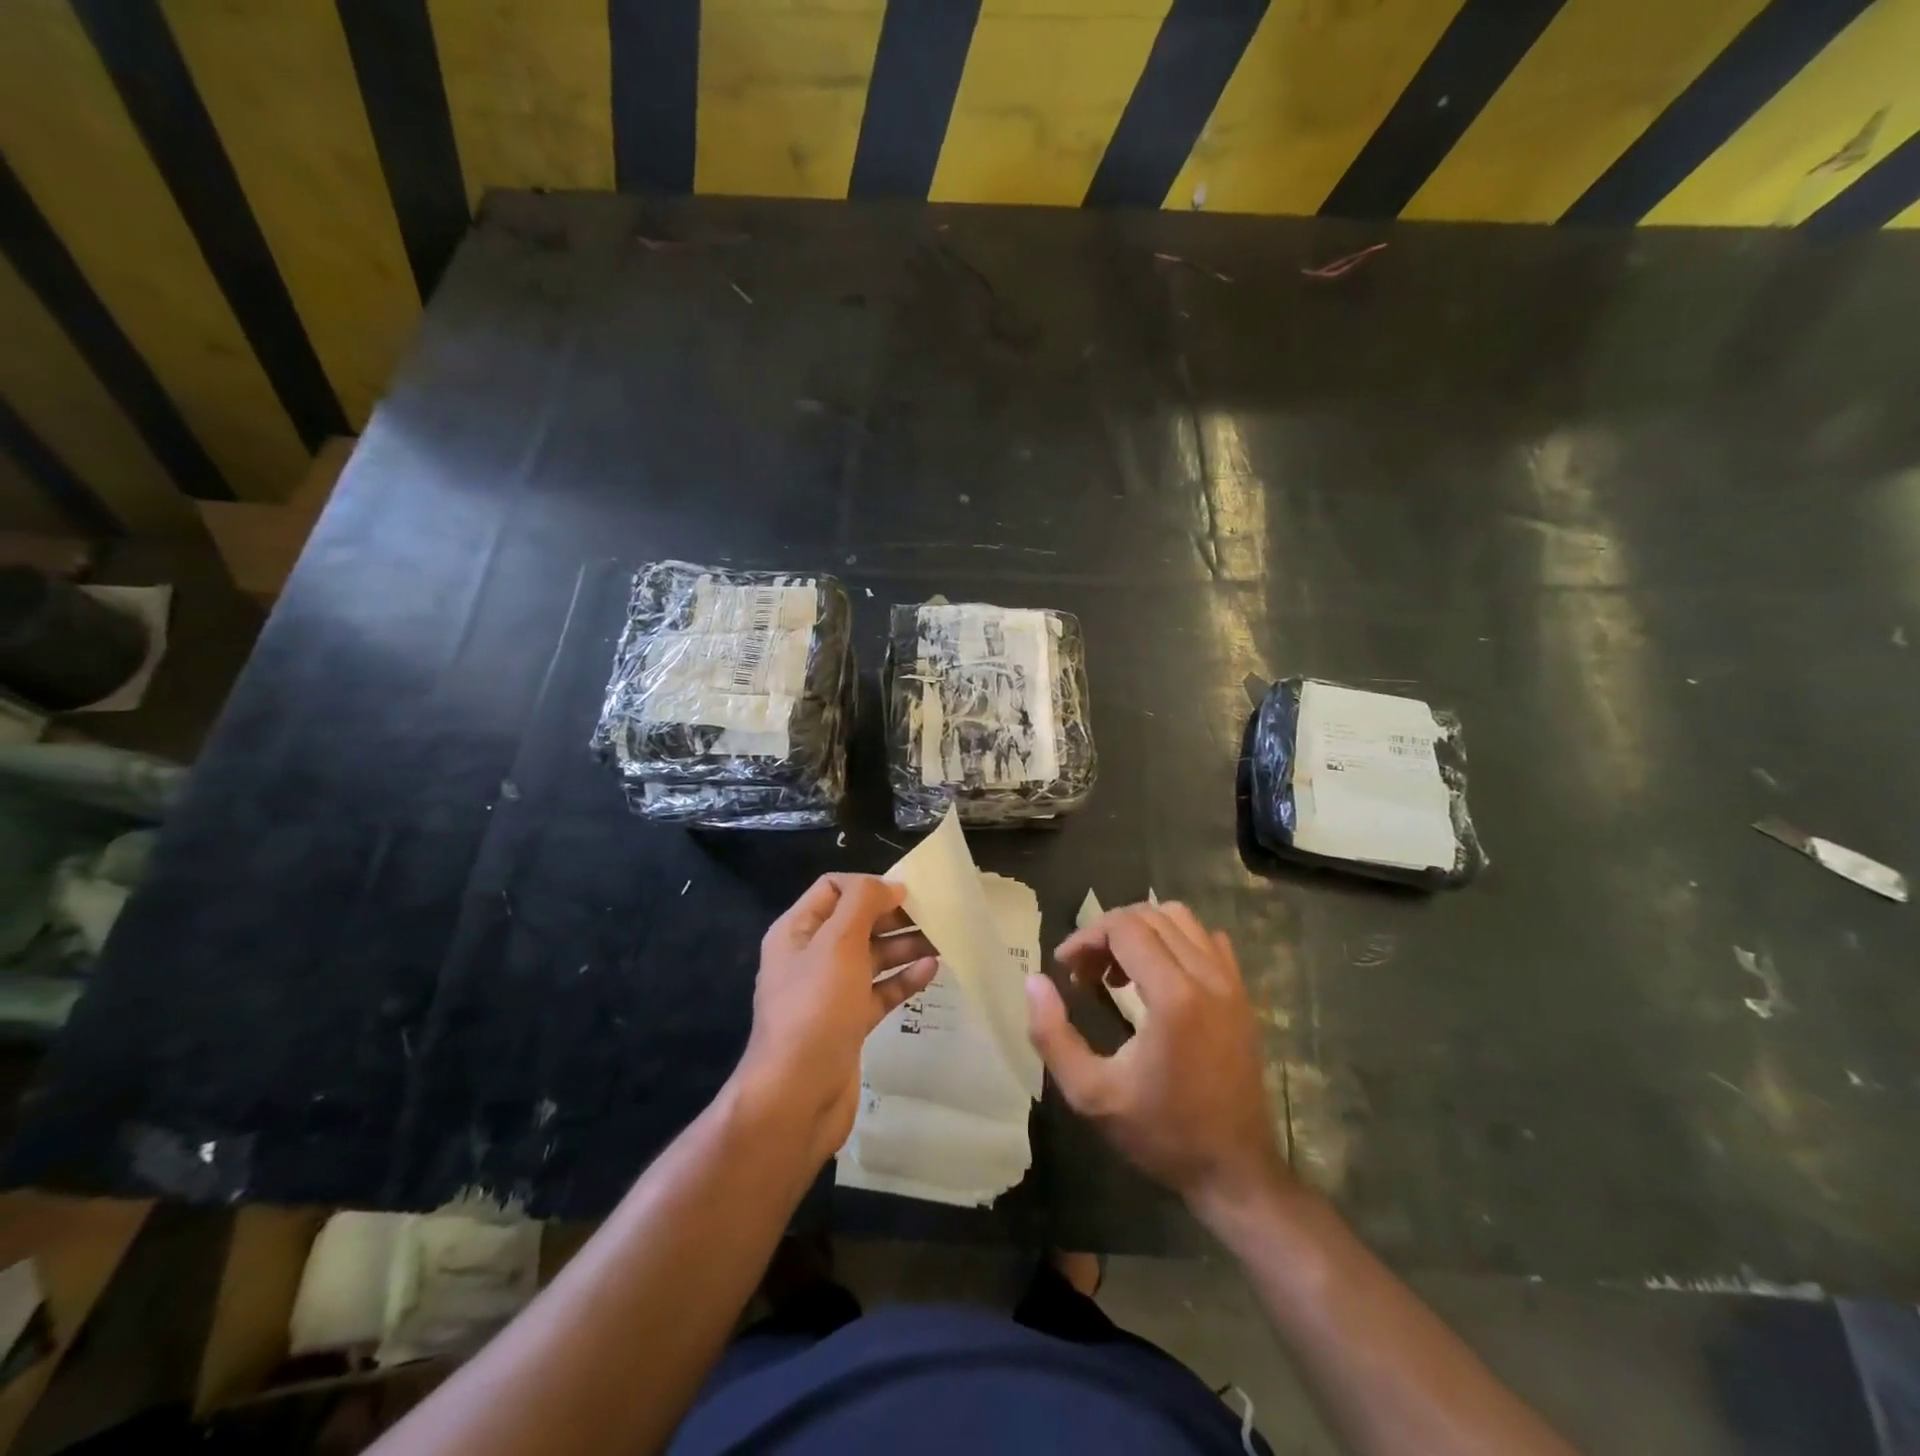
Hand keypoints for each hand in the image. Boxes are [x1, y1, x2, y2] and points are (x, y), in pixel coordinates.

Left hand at [733, 875, 937, 1166]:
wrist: (797, 1097)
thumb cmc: (816, 1008)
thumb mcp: (838, 943)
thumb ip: (863, 903)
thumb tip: (890, 886)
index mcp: (797, 931)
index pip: (833, 889)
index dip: (868, 886)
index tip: (907, 893)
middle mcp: (810, 957)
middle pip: (856, 922)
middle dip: (893, 916)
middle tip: (935, 915)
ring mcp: (829, 993)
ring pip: (872, 957)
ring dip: (905, 945)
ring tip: (944, 939)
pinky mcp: (848, 1023)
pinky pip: (879, 991)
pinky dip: (903, 978)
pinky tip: (932, 970)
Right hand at [1025, 902, 1286, 1223]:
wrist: (1235, 1171)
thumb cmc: (1161, 1133)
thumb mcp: (1091, 1094)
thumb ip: (1052, 1035)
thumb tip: (1034, 981)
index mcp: (1173, 996)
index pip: (1124, 927)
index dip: (1086, 937)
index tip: (1064, 967)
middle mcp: (1207, 976)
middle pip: (1150, 916)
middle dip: (1109, 932)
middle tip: (1086, 971)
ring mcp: (1232, 983)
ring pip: (1181, 919)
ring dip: (1142, 932)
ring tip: (1119, 971)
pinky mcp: (1243, 995)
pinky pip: (1208, 940)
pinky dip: (1176, 941)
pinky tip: (1159, 975)